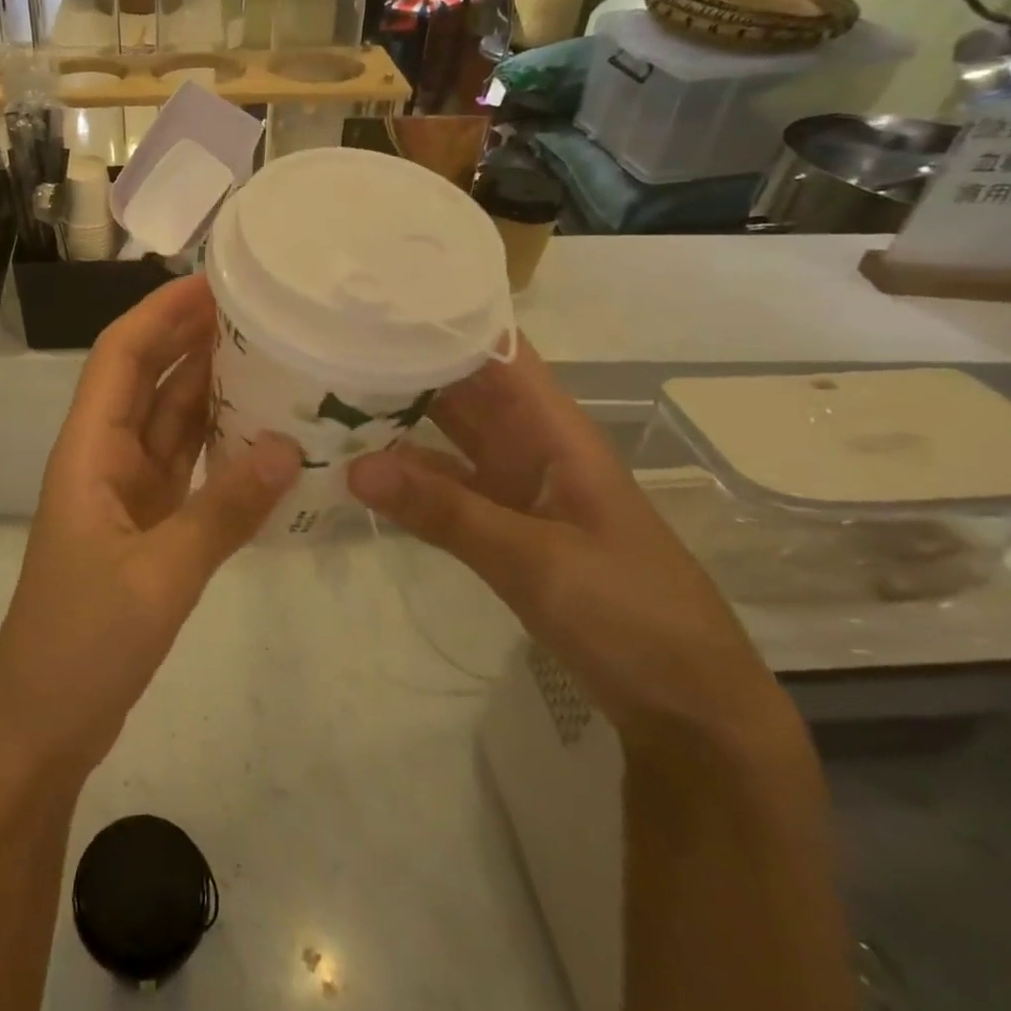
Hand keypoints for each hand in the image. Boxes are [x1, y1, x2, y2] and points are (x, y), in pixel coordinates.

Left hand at [0, 276, 300, 781]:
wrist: (43, 724)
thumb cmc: (82, 644)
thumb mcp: (160, 576)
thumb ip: (224, 510)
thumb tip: (288, 445)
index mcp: (88, 451)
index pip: (120, 357)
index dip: (160, 314)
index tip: (213, 282)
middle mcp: (104, 458)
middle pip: (146, 379)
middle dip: (190, 338)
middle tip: (256, 308)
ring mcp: (125, 494)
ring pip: (168, 422)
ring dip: (207, 387)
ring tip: (267, 352)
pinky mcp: (146, 527)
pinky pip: (184, 466)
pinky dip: (217, 444)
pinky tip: (260, 430)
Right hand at [348, 339, 795, 756]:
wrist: (686, 705)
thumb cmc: (632, 614)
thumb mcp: (536, 559)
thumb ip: (445, 511)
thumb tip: (354, 467)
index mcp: (555, 431)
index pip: (497, 351)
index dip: (445, 320)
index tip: (375, 305)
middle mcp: (530, 445)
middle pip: (462, 387)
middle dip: (403, 365)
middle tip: (327, 347)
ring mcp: (513, 486)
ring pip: (446, 435)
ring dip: (397, 420)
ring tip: (325, 399)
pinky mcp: (500, 526)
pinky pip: (443, 486)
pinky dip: (405, 478)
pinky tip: (357, 472)